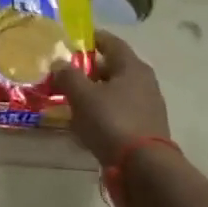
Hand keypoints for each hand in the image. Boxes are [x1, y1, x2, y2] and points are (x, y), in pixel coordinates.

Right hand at [49, 30, 170, 165]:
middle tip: (68, 73)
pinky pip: (121, 111)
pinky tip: (89, 123)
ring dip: (97, 92)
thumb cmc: (112, 121)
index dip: (92, 38)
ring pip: (117, 91)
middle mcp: (145, 81)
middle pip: (115, 67)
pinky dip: (105, 111)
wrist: (144, 167)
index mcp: (132, 66)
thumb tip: (59, 62)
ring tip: (75, 100)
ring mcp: (148, 106)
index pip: (111, 42)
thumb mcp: (82, 96)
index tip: (75, 40)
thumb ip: (68, 76)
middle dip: (91, 69)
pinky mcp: (147, 128)